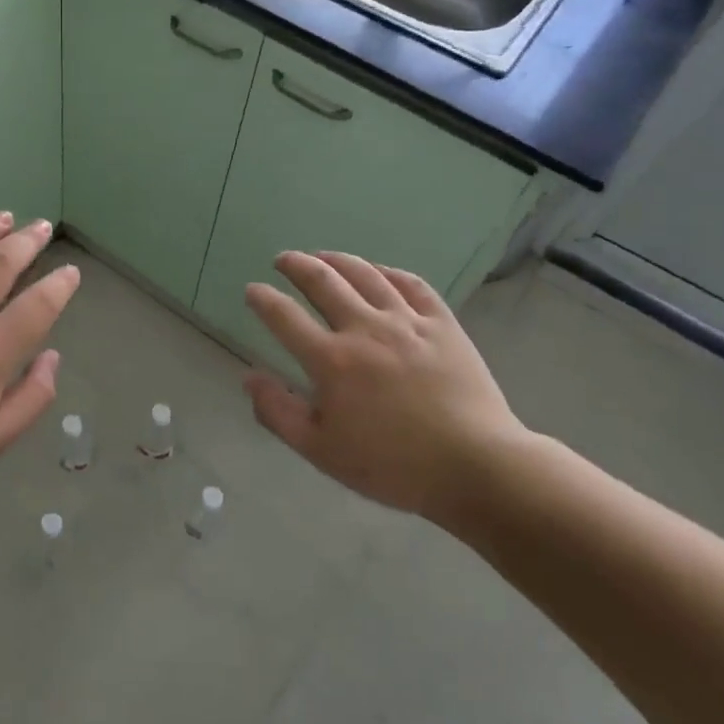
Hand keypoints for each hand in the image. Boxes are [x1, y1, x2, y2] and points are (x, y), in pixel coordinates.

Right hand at [242, 251, 530, 518]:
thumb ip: (277, 412)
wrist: (474, 467)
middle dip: (297, 266)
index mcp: (331, 361)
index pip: (284, 317)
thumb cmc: (391, 466)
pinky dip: (388, 272)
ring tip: (322, 256)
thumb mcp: (320, 451)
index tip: (252, 291)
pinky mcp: (443, 324)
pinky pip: (412, 284)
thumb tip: (249, 376)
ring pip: (366, 275)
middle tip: (283, 259)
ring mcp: (407, 322)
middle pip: (323, 282)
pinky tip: (379, 272)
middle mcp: (364, 329)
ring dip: (338, 260)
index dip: (263, 300)